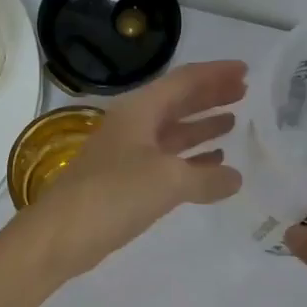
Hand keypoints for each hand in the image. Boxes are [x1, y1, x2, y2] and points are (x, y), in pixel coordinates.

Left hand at [22, 60, 246, 277]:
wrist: (60, 235)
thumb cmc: (113, 194)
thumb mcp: (168, 181)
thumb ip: (206, 177)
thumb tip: (235, 177)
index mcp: (140, 110)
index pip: (184, 80)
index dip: (215, 73)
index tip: (246, 70)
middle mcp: (133, 124)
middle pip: (178, 102)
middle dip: (210, 95)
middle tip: (245, 92)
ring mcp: (128, 153)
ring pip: (172, 131)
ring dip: (201, 125)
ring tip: (234, 122)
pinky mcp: (126, 180)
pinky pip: (166, 160)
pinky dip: (191, 159)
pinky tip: (213, 163)